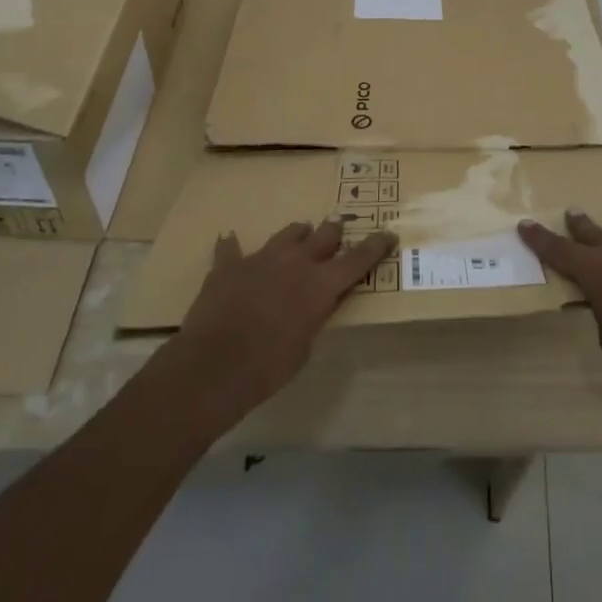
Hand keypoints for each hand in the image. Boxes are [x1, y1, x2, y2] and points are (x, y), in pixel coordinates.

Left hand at [175, 218, 396, 414]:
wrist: (212, 367)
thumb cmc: (267, 368)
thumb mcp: (304, 348)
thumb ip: (315, 317)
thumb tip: (316, 305)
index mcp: (320, 283)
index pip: (358, 259)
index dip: (376, 246)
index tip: (388, 235)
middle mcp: (296, 261)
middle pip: (325, 235)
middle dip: (334, 234)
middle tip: (338, 233)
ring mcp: (262, 258)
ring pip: (288, 233)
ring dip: (297, 235)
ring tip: (299, 235)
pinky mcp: (230, 264)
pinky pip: (232, 248)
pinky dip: (234, 247)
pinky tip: (230, 241)